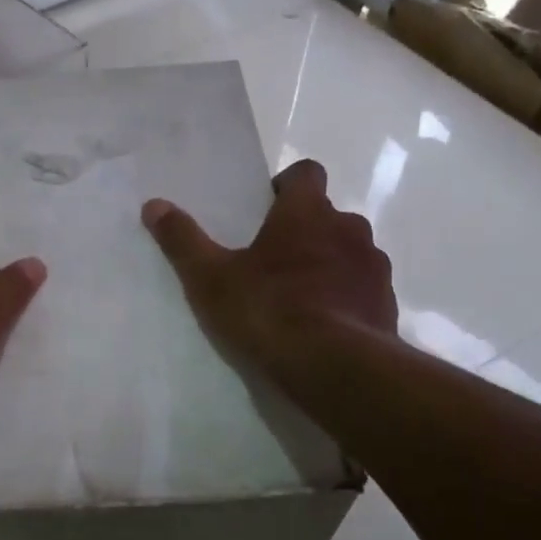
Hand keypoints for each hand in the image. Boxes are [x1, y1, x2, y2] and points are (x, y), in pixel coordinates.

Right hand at [142, 159, 396, 363]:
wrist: (334, 366)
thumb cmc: (268, 310)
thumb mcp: (210, 279)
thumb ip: (182, 241)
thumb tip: (153, 205)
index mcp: (306, 212)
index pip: (306, 173)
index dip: (287, 186)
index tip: (267, 210)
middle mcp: (348, 228)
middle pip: (327, 215)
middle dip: (304, 231)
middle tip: (273, 261)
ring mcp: (373, 266)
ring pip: (349, 252)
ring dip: (328, 264)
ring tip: (299, 298)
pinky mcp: (386, 303)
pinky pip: (363, 289)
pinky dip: (345, 298)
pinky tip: (323, 326)